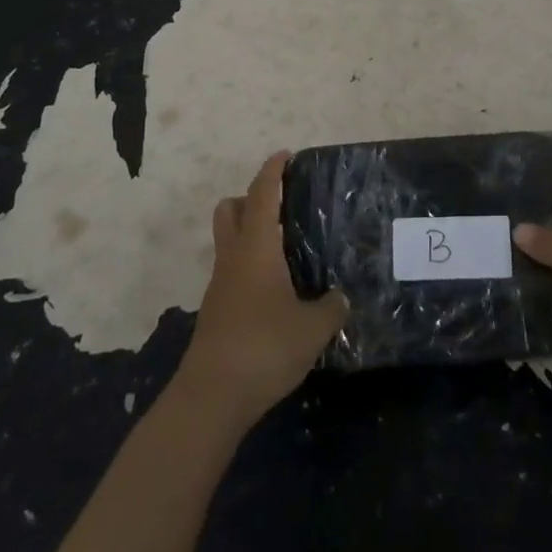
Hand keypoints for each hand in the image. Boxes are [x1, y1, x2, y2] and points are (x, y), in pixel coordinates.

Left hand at [177, 152, 347, 425]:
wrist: (212, 396)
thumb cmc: (264, 347)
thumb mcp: (312, 328)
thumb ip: (331, 308)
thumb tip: (340, 297)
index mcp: (256, 248)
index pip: (263, 195)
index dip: (273, 171)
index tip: (285, 155)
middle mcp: (233, 257)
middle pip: (231, 209)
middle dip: (252, 197)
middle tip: (283, 205)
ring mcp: (220, 284)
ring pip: (229, 240)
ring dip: (250, 232)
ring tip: (286, 247)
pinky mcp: (217, 310)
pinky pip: (232, 270)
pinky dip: (250, 264)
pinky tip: (275, 287)